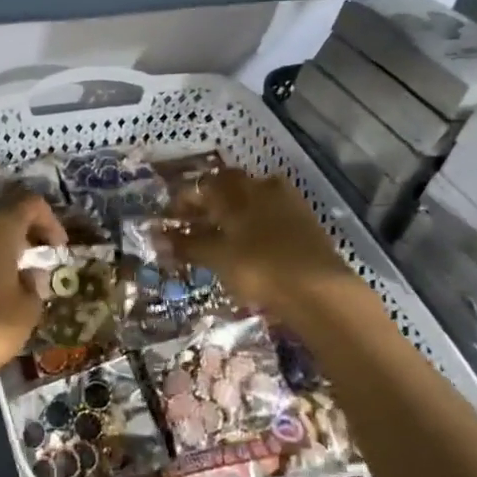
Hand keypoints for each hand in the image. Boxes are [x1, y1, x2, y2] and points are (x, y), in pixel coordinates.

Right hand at [165, 169, 358, 314]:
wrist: (319, 290)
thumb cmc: (259, 268)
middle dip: (211, 200)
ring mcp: (288, 203)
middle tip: (197, 221)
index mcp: (235, 192)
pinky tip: (254, 241)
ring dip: (237, 208)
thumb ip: (187, 245)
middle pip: (230, 185)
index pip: (203, 185)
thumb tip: (156, 237)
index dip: (184, 199)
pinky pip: (274, 212)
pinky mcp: (307, 222)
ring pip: (254, 196)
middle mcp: (260, 188)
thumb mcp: (217, 257)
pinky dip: (258, 221)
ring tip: (225, 231)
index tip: (172, 217)